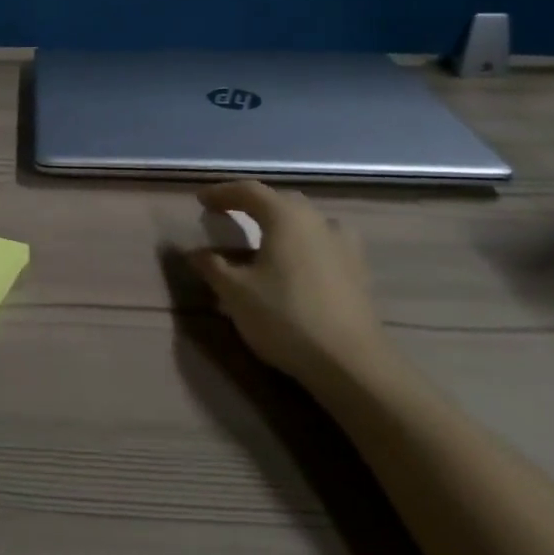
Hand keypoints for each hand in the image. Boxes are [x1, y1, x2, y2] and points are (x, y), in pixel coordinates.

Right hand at [186, 180, 389, 386]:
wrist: (351, 363)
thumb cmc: (285, 317)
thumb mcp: (235, 292)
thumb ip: (212, 266)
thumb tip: (195, 252)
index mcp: (285, 217)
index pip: (249, 191)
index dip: (222, 193)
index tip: (201, 200)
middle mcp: (317, 221)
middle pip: (280, 201)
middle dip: (252, 204)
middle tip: (229, 214)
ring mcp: (343, 245)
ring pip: (307, 221)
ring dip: (282, 223)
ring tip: (266, 237)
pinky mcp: (358, 272)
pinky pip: (324, 243)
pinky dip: (304, 244)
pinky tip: (299, 263)